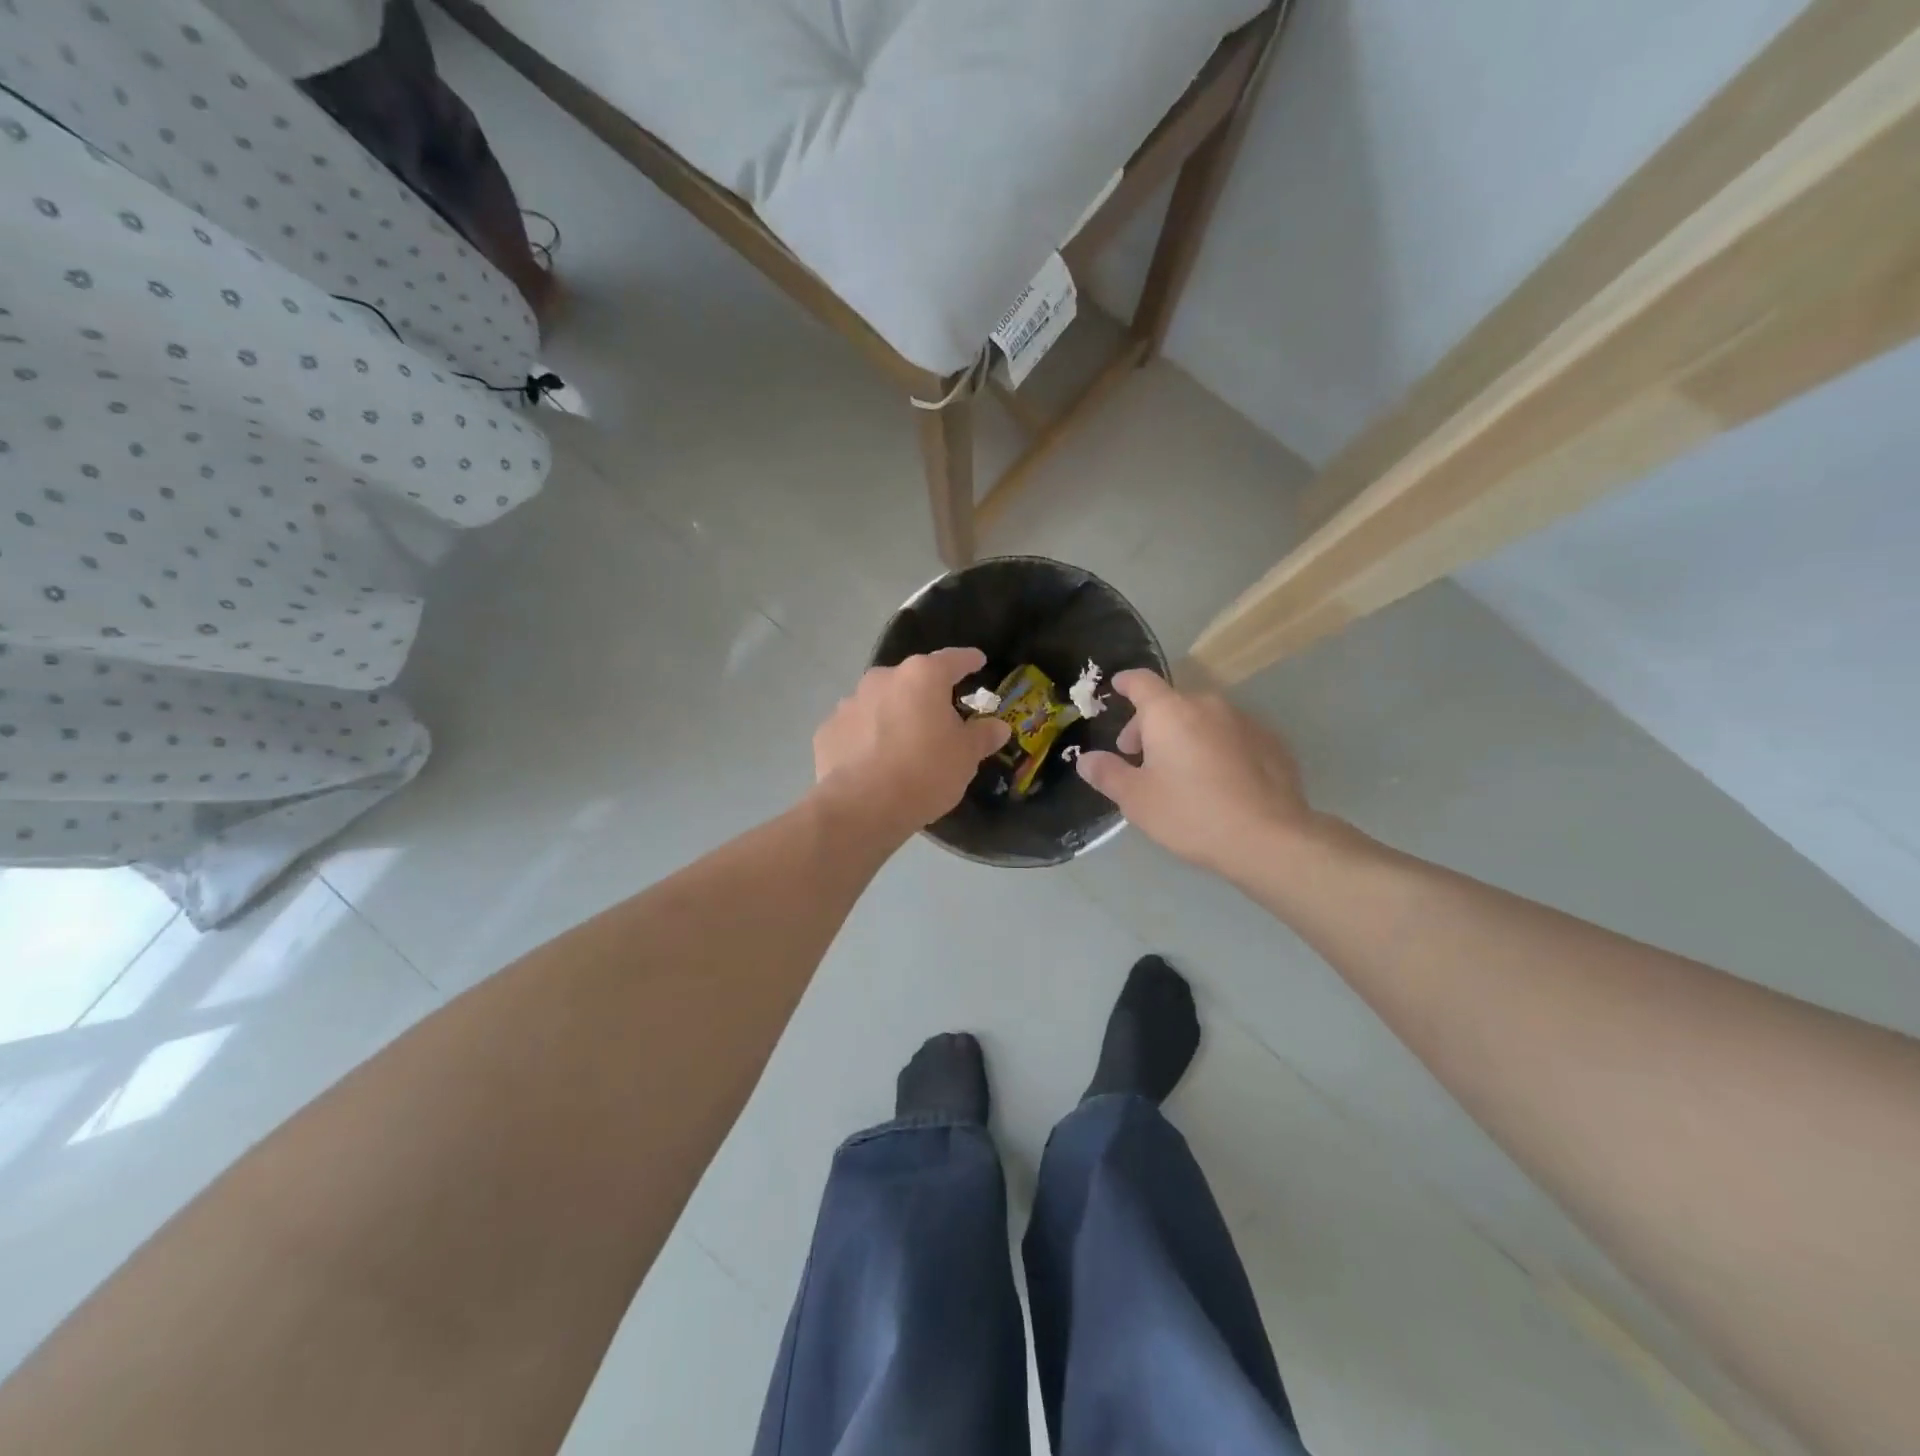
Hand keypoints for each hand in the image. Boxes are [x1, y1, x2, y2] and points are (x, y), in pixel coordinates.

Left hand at [813, 648, 1011, 838]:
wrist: (862, 807)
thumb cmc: (925, 772)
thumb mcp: (966, 757)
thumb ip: (982, 736)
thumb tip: (998, 726)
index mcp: (921, 677)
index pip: (952, 660)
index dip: (968, 661)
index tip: (977, 661)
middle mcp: (882, 679)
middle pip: (911, 681)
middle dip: (925, 695)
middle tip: (939, 720)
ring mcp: (849, 702)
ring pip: (880, 703)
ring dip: (893, 716)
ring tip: (902, 746)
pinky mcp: (827, 730)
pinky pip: (855, 728)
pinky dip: (866, 738)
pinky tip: (873, 763)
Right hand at [1075, 670, 1315, 873]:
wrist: (1268, 838)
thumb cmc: (1190, 814)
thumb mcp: (1136, 799)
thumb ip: (1107, 774)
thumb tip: (1086, 760)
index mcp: (1170, 712)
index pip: (1141, 682)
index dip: (1125, 683)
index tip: (1116, 688)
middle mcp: (1208, 705)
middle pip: (1171, 703)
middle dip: (1151, 724)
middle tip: (1140, 757)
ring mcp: (1245, 721)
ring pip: (1204, 719)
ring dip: (1186, 735)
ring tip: (1181, 772)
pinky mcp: (1272, 742)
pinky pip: (1232, 736)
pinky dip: (1217, 747)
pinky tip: (1218, 781)